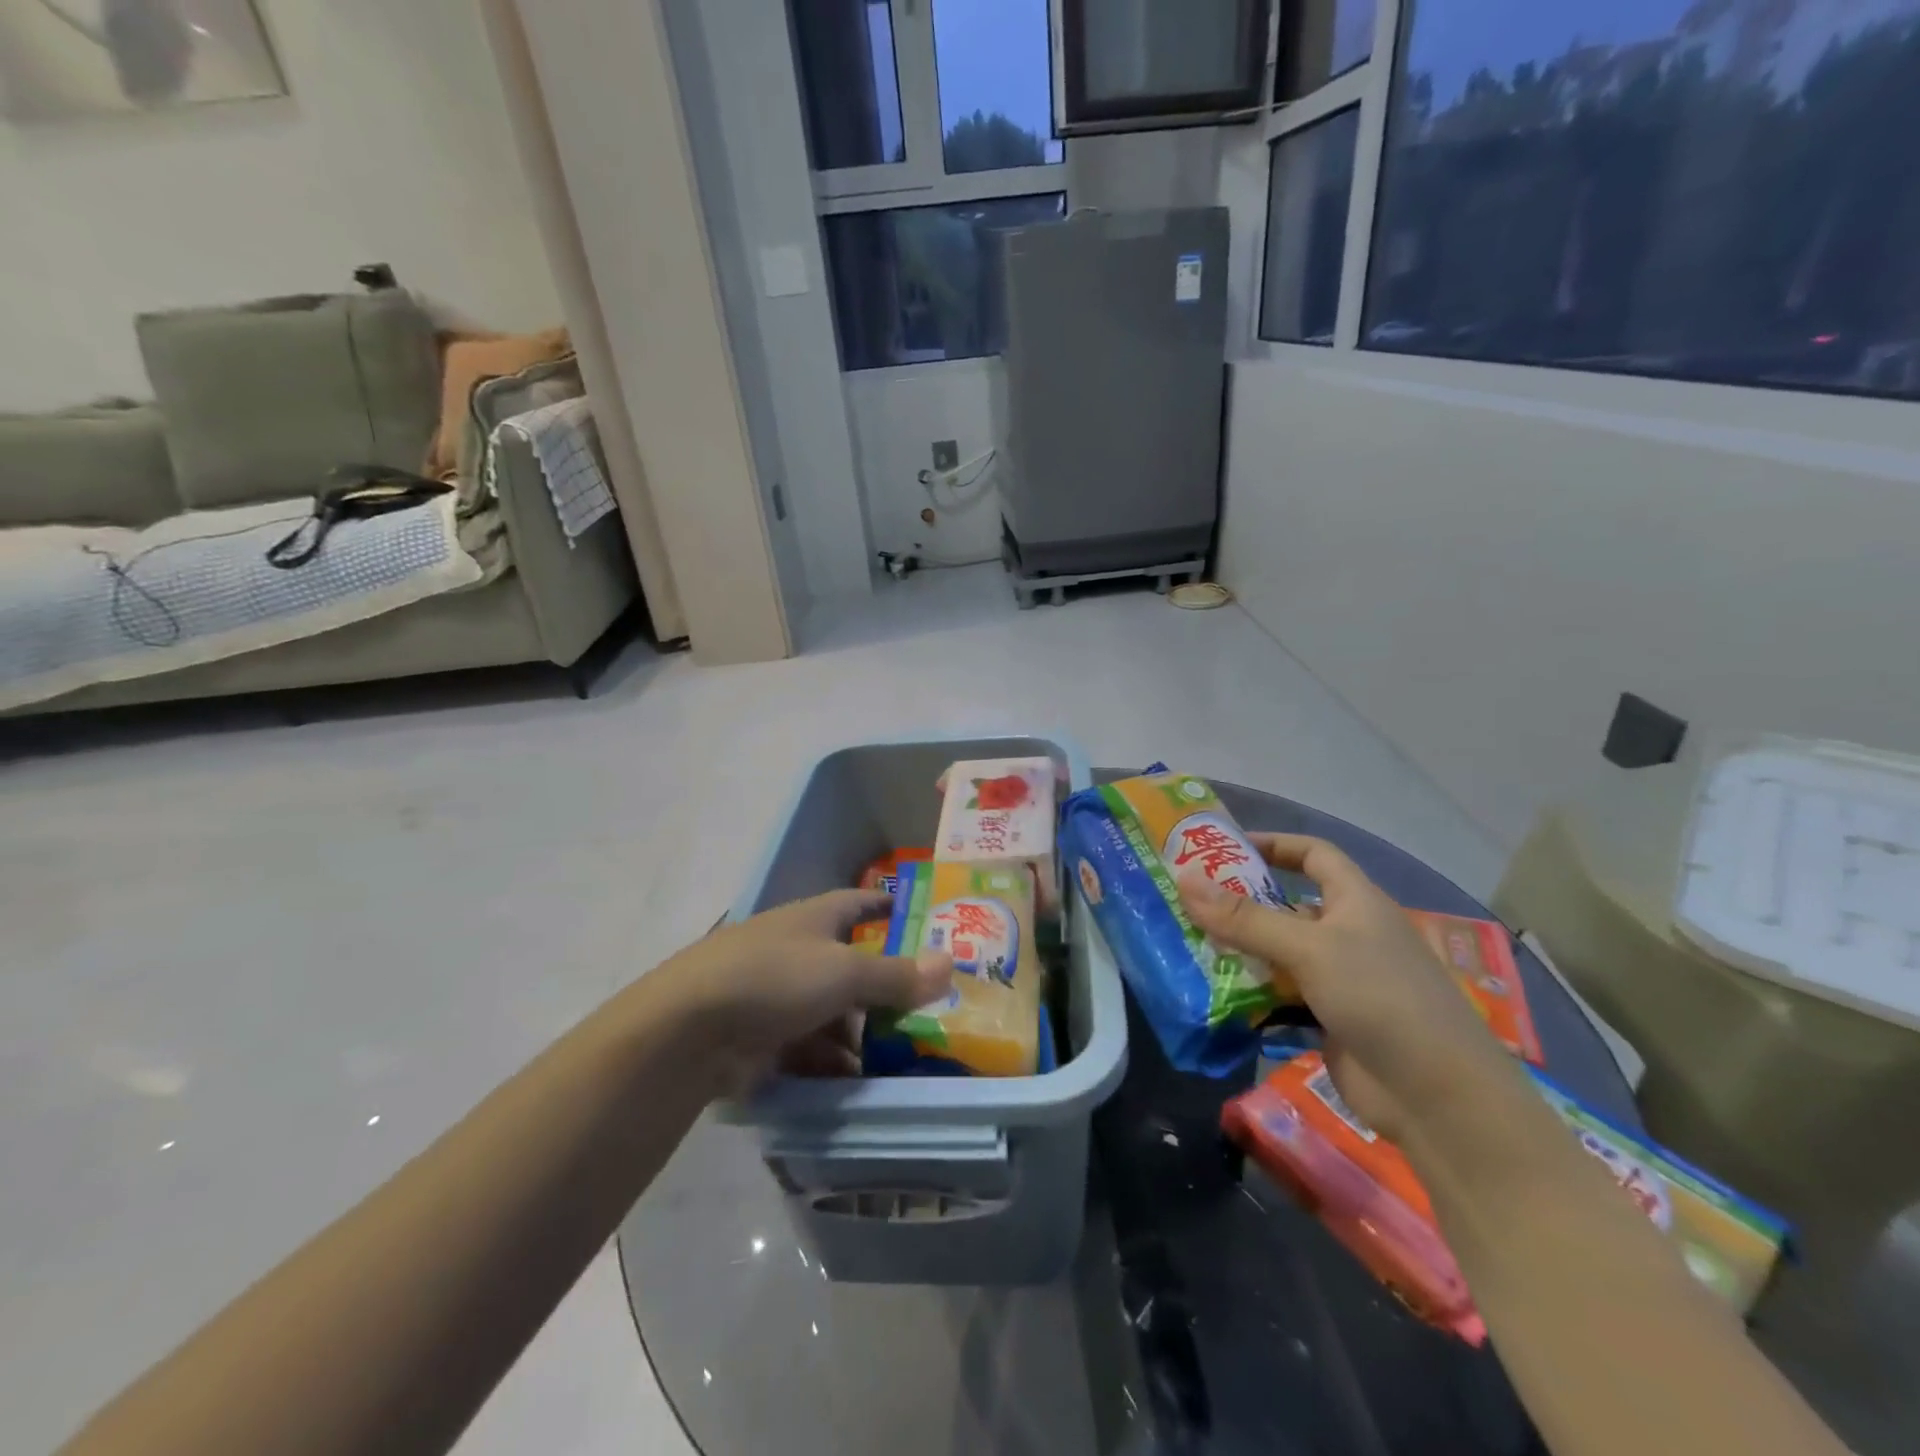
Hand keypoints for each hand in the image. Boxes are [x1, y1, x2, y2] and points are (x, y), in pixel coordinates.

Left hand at [650, 890, 952, 1092]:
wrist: (686, 1031)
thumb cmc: (774, 979)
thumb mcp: (844, 973)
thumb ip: (897, 974)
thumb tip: (950, 963)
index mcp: (812, 919)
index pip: (857, 903)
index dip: (884, 906)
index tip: (914, 916)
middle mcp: (794, 950)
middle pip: (848, 965)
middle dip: (882, 988)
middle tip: (924, 1011)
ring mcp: (774, 995)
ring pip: (829, 1011)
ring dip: (858, 1034)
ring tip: (897, 1059)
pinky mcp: (758, 1036)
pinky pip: (806, 1046)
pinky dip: (829, 1061)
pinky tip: (853, 1082)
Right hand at [1179, 835, 1518, 1141]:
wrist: (1437, 1098)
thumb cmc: (1380, 998)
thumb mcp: (1309, 948)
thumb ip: (1245, 918)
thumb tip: (1183, 879)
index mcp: (1356, 902)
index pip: (1314, 854)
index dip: (1274, 844)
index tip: (1225, 848)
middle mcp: (1348, 934)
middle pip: (1287, 905)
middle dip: (1241, 902)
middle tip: (1187, 901)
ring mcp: (1339, 979)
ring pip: (1279, 953)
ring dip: (1240, 950)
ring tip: (1188, 945)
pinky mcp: (1328, 1019)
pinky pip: (1280, 994)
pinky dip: (1250, 992)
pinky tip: (1213, 993)